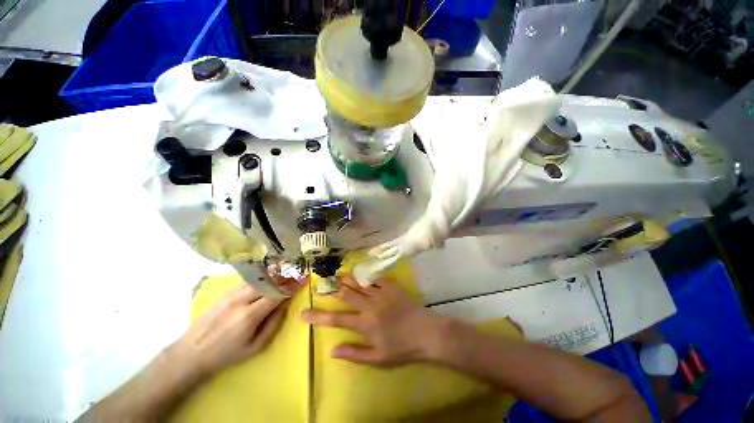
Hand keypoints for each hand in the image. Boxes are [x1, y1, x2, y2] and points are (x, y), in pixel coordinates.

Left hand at [171, 284, 288, 377]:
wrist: (190, 353)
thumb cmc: (226, 355)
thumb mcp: (255, 346)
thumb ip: (274, 323)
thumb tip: (286, 303)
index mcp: (249, 316)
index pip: (276, 294)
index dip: (292, 286)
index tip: (304, 279)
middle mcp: (240, 300)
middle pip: (269, 281)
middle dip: (286, 277)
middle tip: (298, 274)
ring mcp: (231, 294)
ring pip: (259, 278)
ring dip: (275, 274)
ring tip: (287, 273)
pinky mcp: (225, 293)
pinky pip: (249, 281)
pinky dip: (262, 277)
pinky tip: (269, 277)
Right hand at [301, 275, 446, 365]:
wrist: (426, 332)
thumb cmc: (402, 348)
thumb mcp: (377, 358)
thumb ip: (354, 353)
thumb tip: (332, 349)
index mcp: (364, 324)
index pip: (336, 319)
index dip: (318, 317)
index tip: (303, 313)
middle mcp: (369, 305)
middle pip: (346, 294)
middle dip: (332, 288)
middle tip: (321, 283)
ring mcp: (381, 293)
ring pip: (359, 283)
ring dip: (346, 278)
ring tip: (337, 274)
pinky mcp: (391, 286)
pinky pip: (376, 277)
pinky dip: (367, 275)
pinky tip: (361, 272)